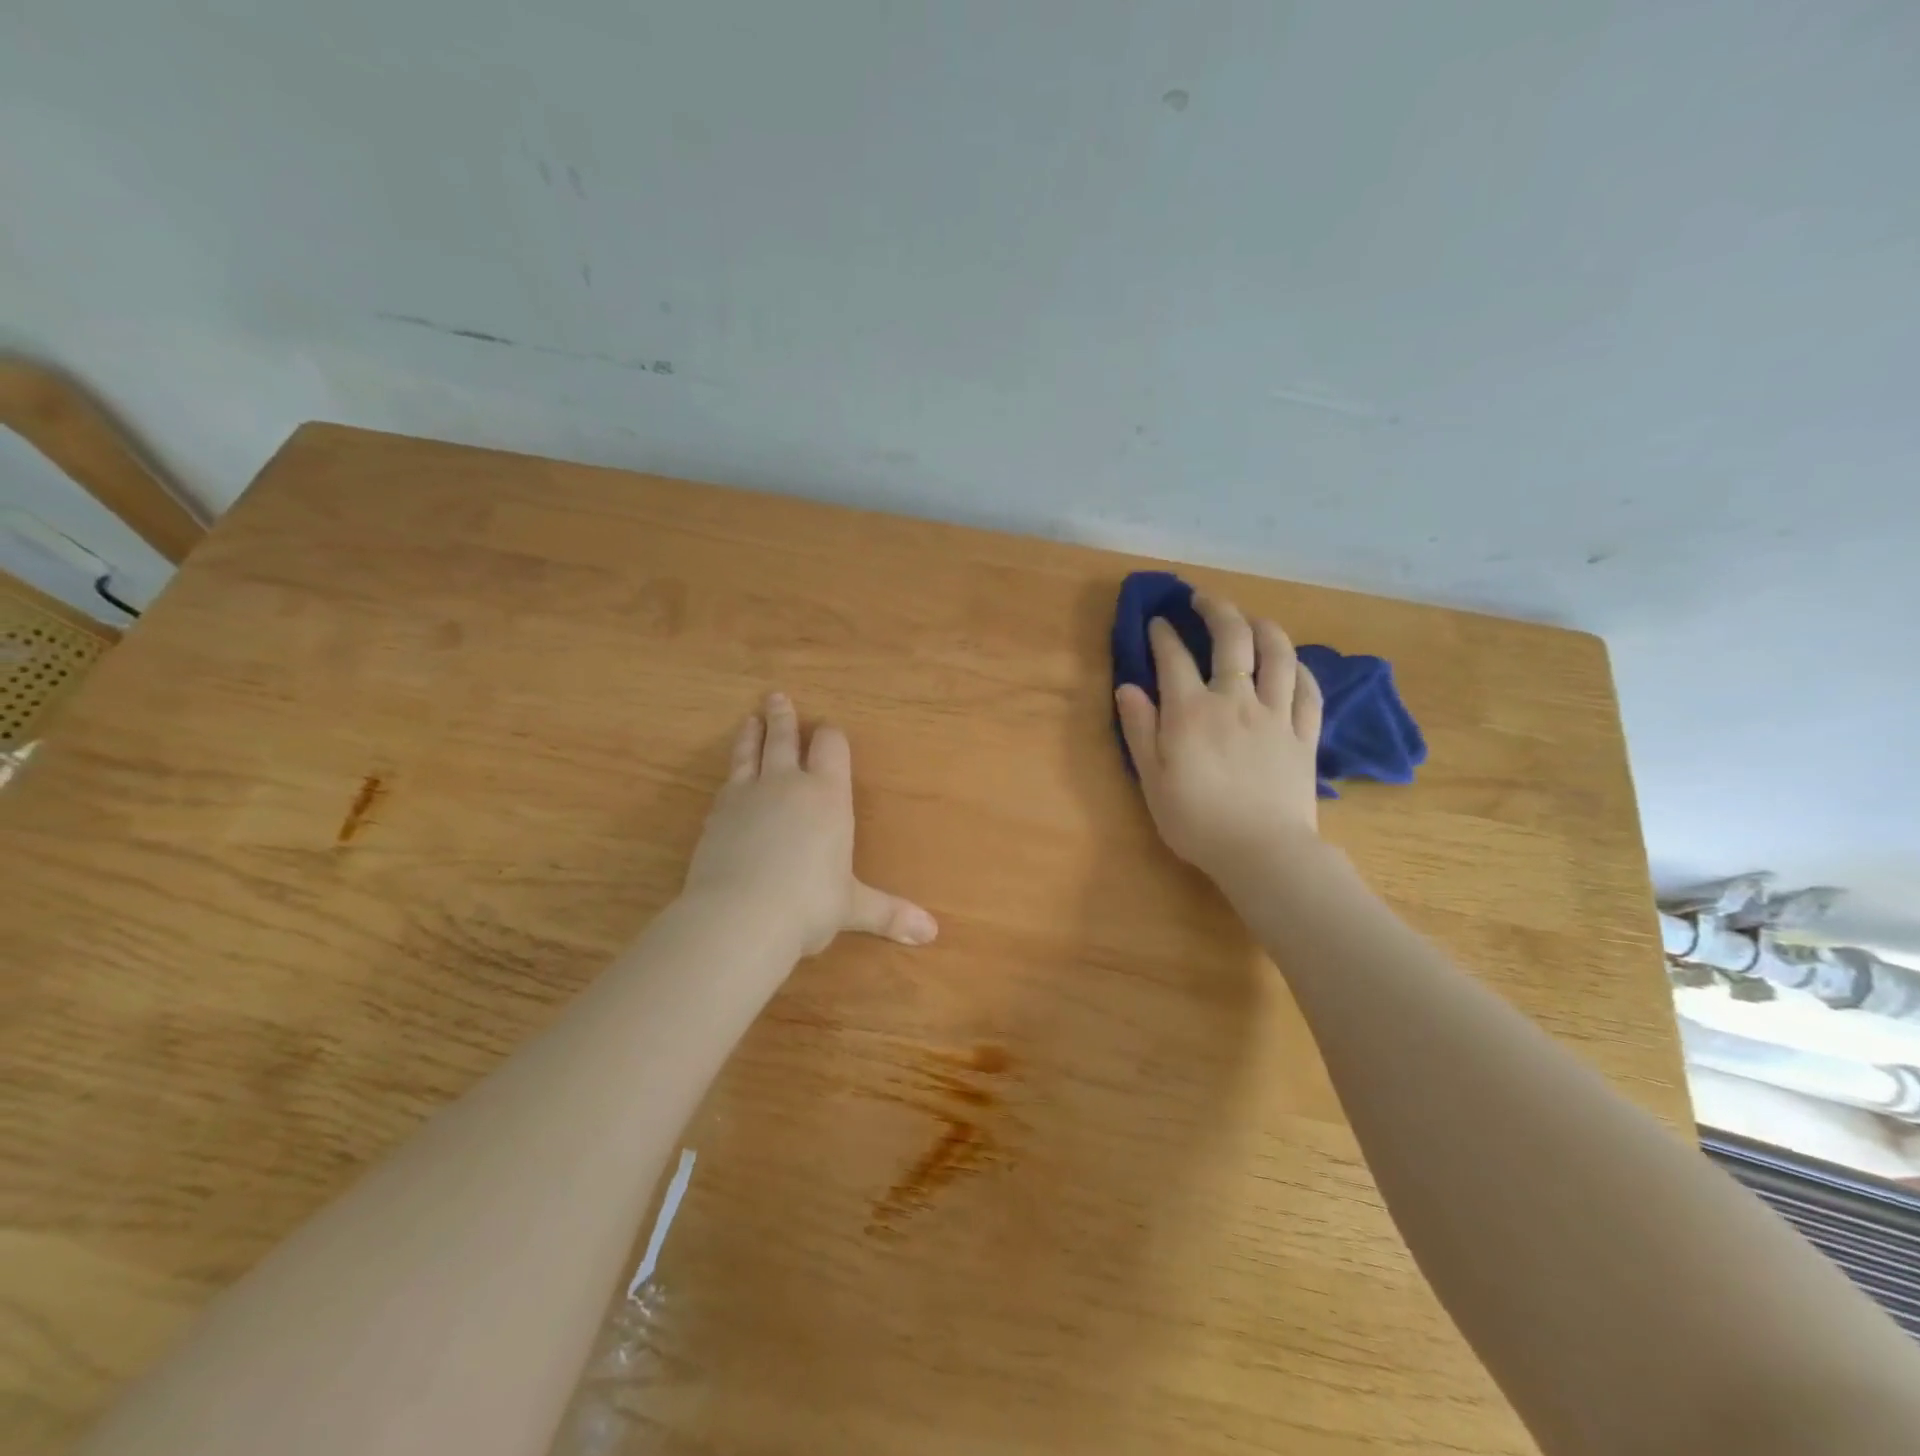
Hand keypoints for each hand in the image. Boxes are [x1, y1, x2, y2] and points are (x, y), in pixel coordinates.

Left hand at [683, 693, 937, 956]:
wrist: (740, 916)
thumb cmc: (809, 905)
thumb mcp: (853, 908)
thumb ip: (889, 913)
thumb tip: (931, 933)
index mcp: (828, 796)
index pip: (832, 747)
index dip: (832, 736)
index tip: (829, 728)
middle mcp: (788, 784)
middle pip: (785, 738)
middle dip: (783, 718)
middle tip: (776, 698)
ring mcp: (747, 796)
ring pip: (749, 753)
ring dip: (752, 735)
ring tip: (749, 720)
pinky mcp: (716, 815)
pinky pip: (726, 784)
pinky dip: (731, 776)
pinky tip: (729, 780)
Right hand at [1114, 594, 1324, 885]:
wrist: (1261, 852)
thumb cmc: (1195, 820)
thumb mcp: (1151, 778)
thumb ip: (1139, 728)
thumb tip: (1127, 687)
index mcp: (1191, 711)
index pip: (1174, 658)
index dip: (1163, 634)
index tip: (1157, 622)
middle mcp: (1236, 701)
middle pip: (1232, 640)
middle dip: (1216, 610)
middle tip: (1203, 599)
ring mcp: (1276, 716)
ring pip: (1278, 655)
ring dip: (1264, 627)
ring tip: (1252, 618)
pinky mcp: (1304, 736)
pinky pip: (1309, 691)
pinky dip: (1300, 669)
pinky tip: (1292, 663)